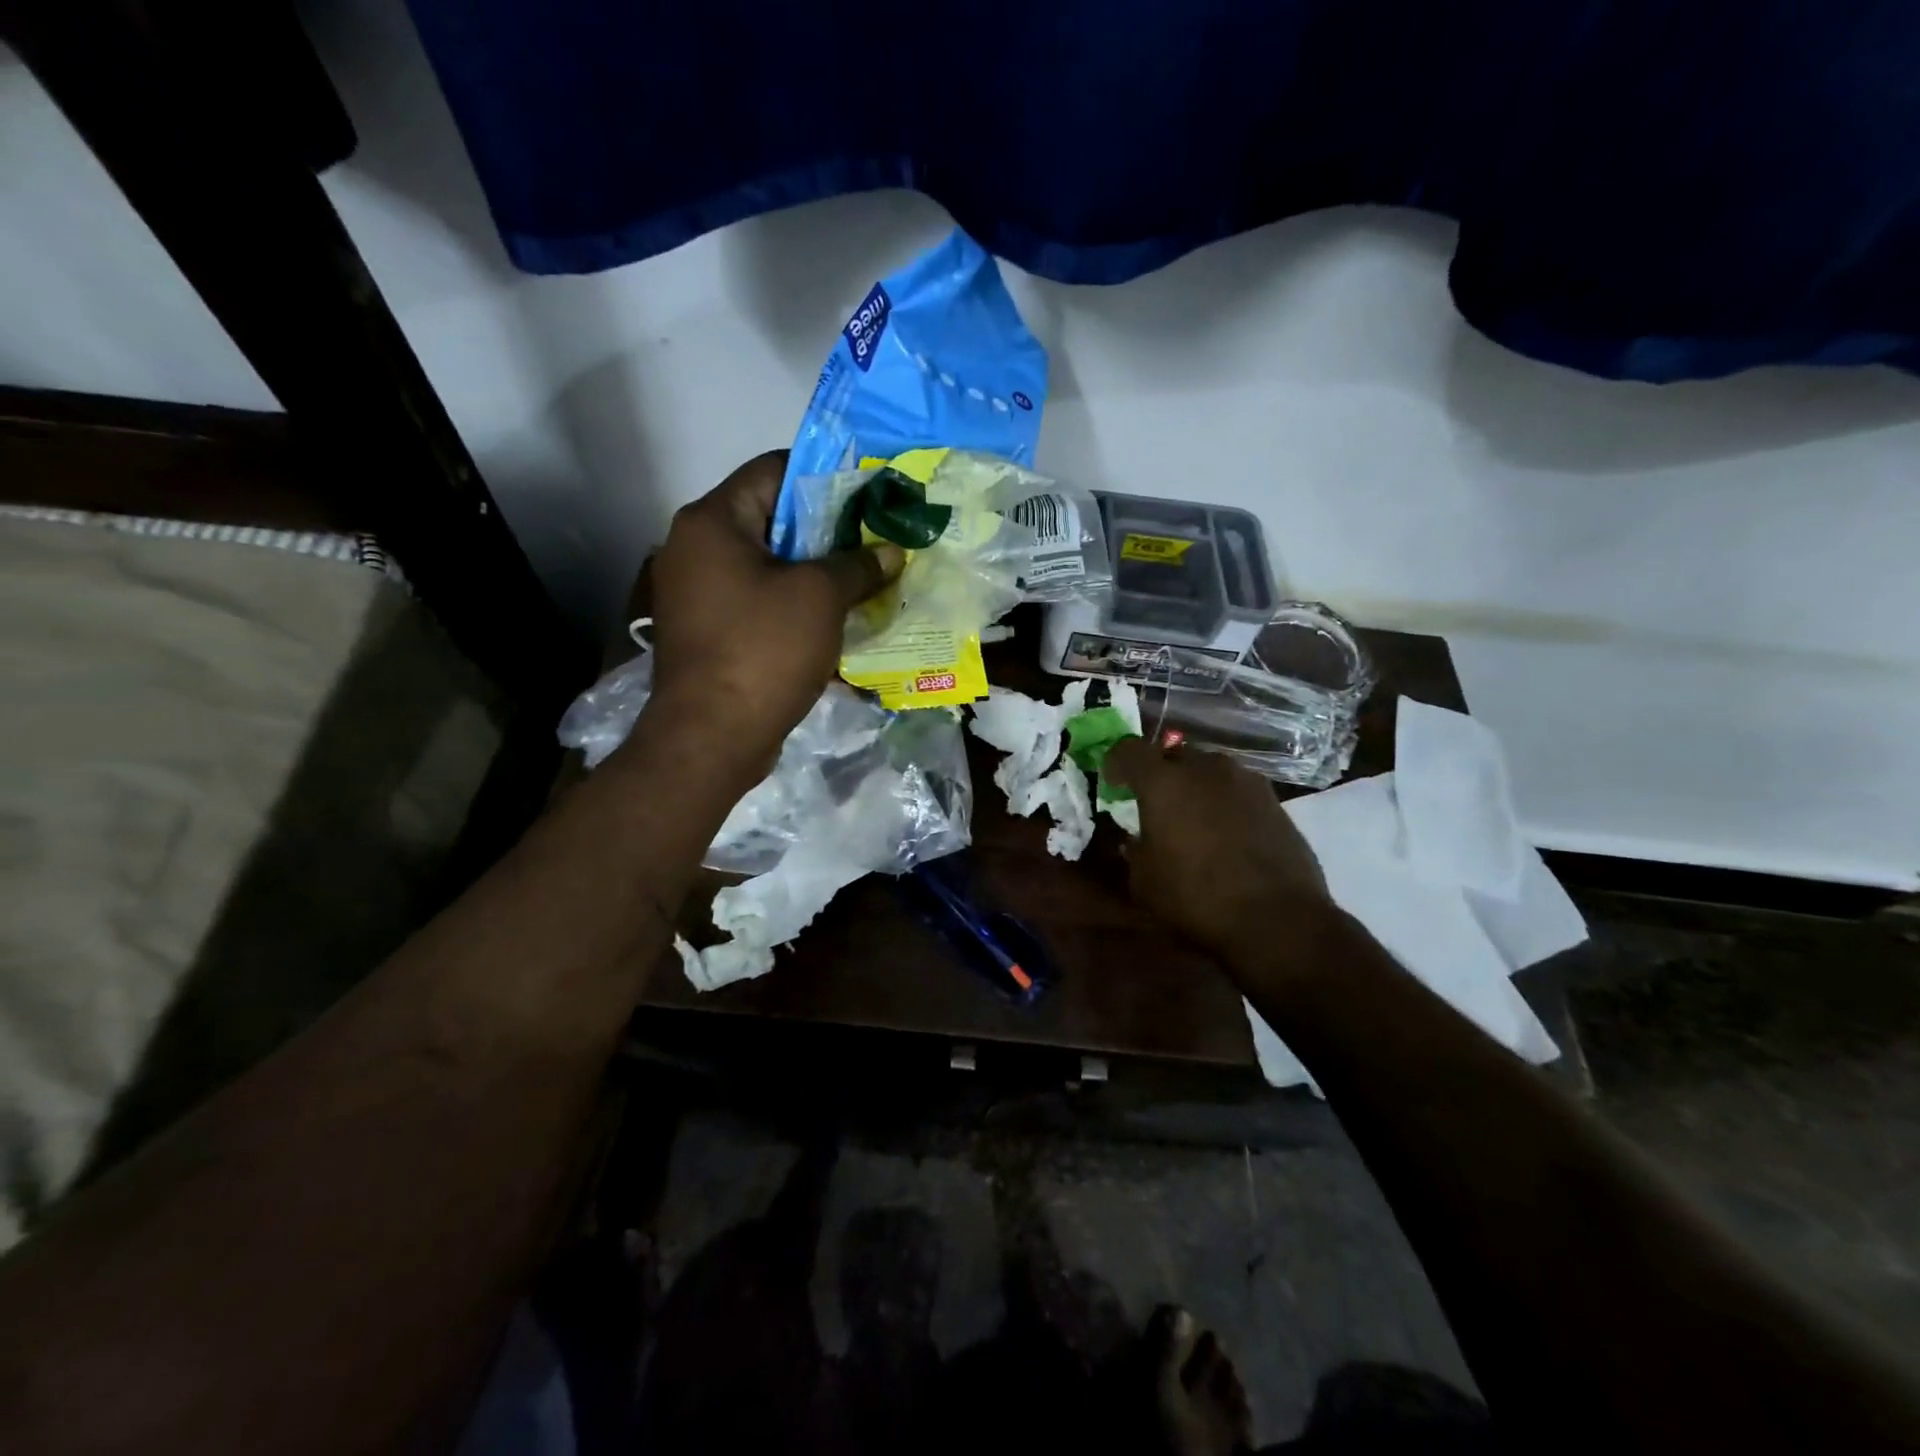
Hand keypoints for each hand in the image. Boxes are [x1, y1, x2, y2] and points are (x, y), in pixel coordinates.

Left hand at [647, 452, 902, 774]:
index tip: (869, 492)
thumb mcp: (820, 598)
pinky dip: (796, 606)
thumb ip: (858, 565)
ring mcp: (699, 594)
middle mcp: (696, 549)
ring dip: (816, 573)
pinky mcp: (710, 632)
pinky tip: (838, 619)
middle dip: (828, 531)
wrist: (712, 737)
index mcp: (713, 522)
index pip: (773, 470)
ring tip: (866, 578)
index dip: (825, 475)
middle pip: (772, 520)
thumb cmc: (763, 649)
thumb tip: (890, 551)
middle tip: (876, 539)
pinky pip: (760, 604)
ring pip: (769, 567)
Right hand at [1104, 739, 1334, 967]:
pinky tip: (1226, 835)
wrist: (1278, 919)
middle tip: (1155, 804)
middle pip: (1173, 756)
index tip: (1113, 783)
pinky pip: (1237, 791)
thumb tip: (1137, 839)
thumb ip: (1136, 850)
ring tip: (1194, 820)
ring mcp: (1245, 781)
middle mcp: (1205, 768)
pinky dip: (1225, 804)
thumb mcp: (1145, 881)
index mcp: (1164, 782)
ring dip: (1196, 788)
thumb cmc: (1197, 898)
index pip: (1129, 750)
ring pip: (1209, 772)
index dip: (1116, 763)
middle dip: (1160, 775)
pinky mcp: (1274, 800)